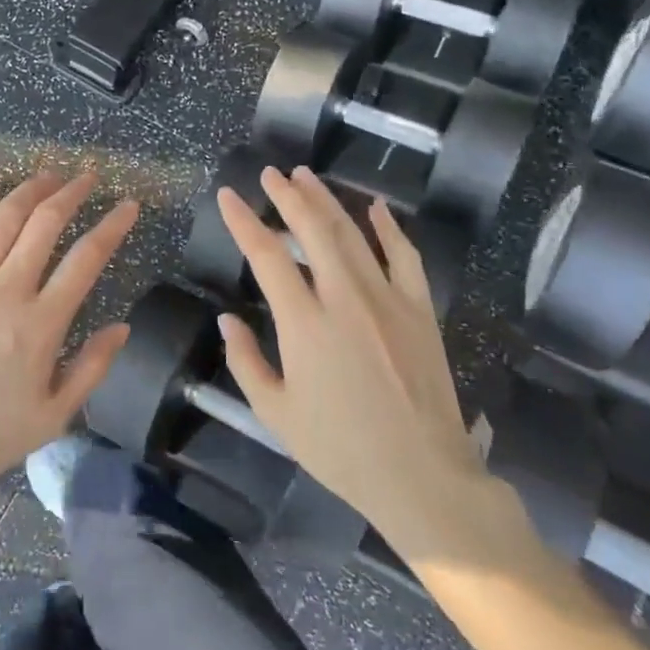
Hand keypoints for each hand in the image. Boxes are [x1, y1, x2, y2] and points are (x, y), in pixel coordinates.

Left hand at [0, 172, 138, 504]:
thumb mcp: (52, 417)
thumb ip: (91, 368)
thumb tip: (122, 326)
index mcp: (41, 324)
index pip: (87, 258)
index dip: (112, 225)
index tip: (128, 205)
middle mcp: (5, 290)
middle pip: (45, 224)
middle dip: (72, 193)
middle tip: (87, 177)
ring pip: (2, 219)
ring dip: (29, 190)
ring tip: (48, 176)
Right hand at [214, 166, 497, 556]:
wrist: (421, 476)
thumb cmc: (340, 449)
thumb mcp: (276, 413)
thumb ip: (246, 361)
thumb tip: (227, 319)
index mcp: (304, 323)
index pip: (266, 255)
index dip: (243, 220)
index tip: (229, 196)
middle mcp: (345, 298)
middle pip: (312, 229)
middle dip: (287, 195)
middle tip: (271, 173)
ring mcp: (388, 299)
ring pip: (353, 234)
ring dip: (327, 201)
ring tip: (307, 177)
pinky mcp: (420, 310)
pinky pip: (404, 257)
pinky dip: (389, 228)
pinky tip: (376, 209)